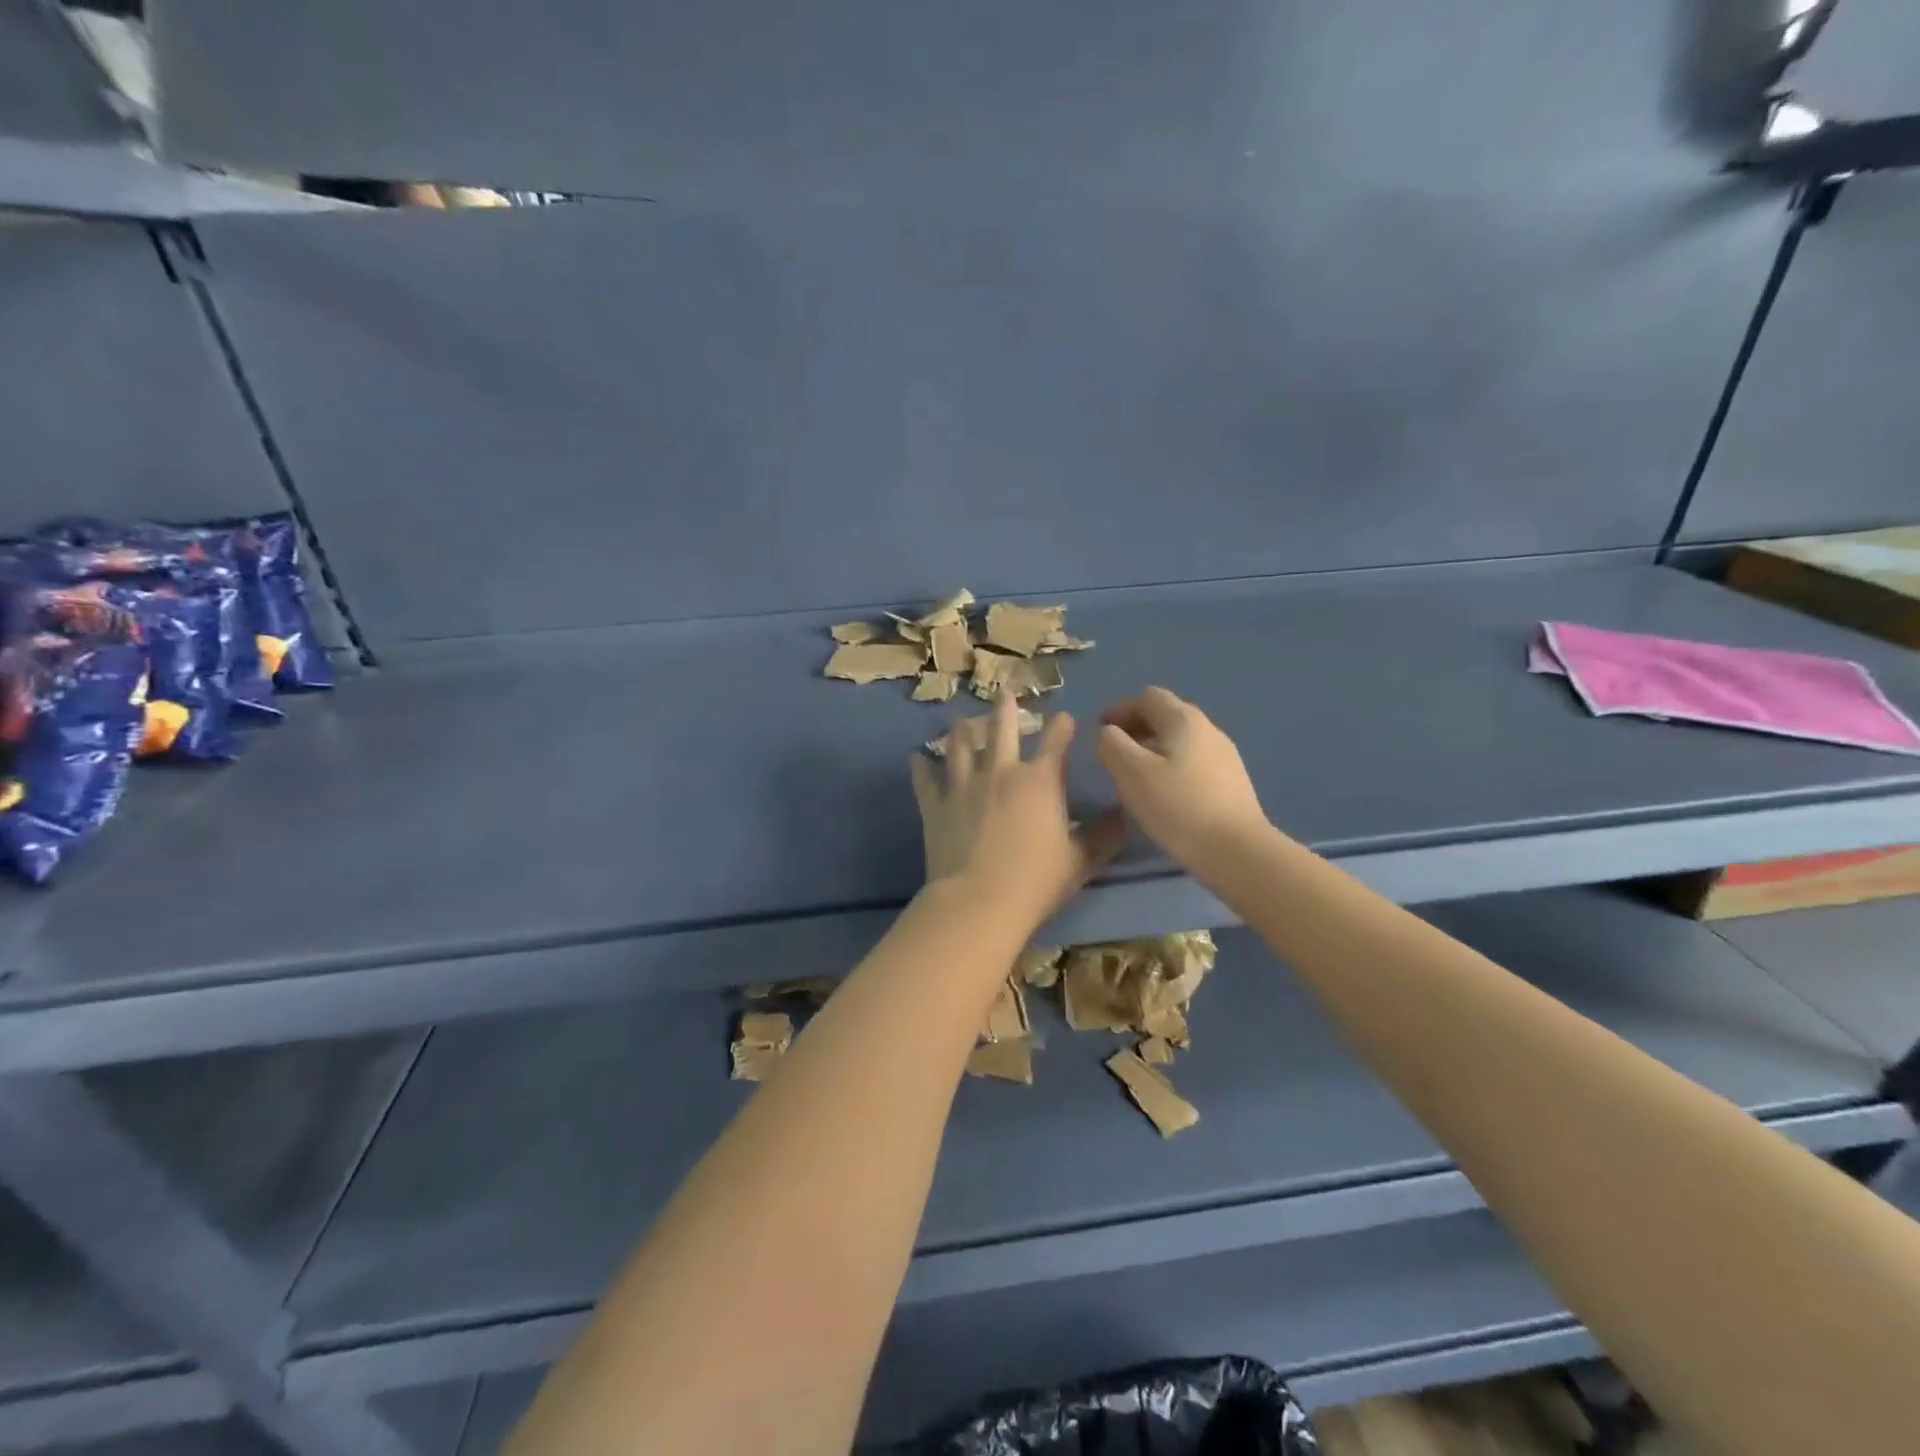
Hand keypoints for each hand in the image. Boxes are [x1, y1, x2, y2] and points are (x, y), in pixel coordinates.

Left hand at [910, 691, 1126, 931]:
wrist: (978, 902)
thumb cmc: (1035, 882)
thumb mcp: (1080, 861)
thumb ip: (1104, 836)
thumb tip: (1126, 814)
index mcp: (1040, 781)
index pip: (1055, 741)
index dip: (1062, 726)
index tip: (1064, 717)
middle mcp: (1000, 772)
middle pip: (1002, 728)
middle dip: (1006, 708)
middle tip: (1005, 693)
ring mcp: (963, 785)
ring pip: (960, 745)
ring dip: (962, 729)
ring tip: (962, 719)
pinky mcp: (936, 805)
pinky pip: (925, 779)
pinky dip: (921, 766)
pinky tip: (917, 758)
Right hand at [1096, 687, 1270, 875]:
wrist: (1237, 851)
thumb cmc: (1178, 807)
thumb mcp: (1131, 772)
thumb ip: (1112, 744)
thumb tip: (1108, 733)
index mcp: (1184, 719)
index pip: (1147, 697)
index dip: (1119, 709)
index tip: (1098, 731)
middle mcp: (1208, 729)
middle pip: (1166, 715)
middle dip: (1136, 727)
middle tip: (1113, 753)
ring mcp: (1225, 756)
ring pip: (1180, 740)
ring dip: (1153, 748)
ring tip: (1134, 775)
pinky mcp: (1232, 782)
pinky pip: (1193, 761)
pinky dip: (1170, 765)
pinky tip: (1163, 793)